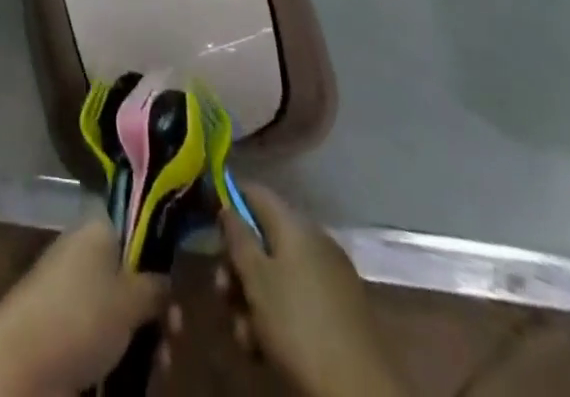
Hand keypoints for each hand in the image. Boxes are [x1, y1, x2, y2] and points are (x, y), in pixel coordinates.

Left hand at [0, 220, 165, 395]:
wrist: (22, 361)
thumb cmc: (81, 316)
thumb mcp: (129, 299)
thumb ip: (154, 287)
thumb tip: (165, 279)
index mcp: (97, 230)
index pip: (133, 228)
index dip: (157, 255)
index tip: (176, 285)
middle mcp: (84, 254)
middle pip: (130, 275)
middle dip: (155, 307)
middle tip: (174, 334)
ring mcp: (72, 292)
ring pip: (119, 310)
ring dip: (144, 336)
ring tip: (160, 364)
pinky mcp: (65, 328)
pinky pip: (103, 334)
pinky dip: (123, 353)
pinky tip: (141, 376)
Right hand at [212, 183, 406, 396]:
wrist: (361, 393)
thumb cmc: (299, 326)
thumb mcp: (256, 279)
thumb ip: (237, 237)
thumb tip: (227, 206)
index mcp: (295, 225)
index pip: (254, 192)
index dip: (228, 201)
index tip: (207, 225)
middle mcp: (313, 242)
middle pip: (262, 238)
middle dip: (237, 266)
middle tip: (223, 295)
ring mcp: (329, 277)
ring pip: (276, 274)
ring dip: (252, 299)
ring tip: (244, 335)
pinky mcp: (338, 311)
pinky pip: (296, 298)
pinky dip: (276, 315)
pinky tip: (264, 348)